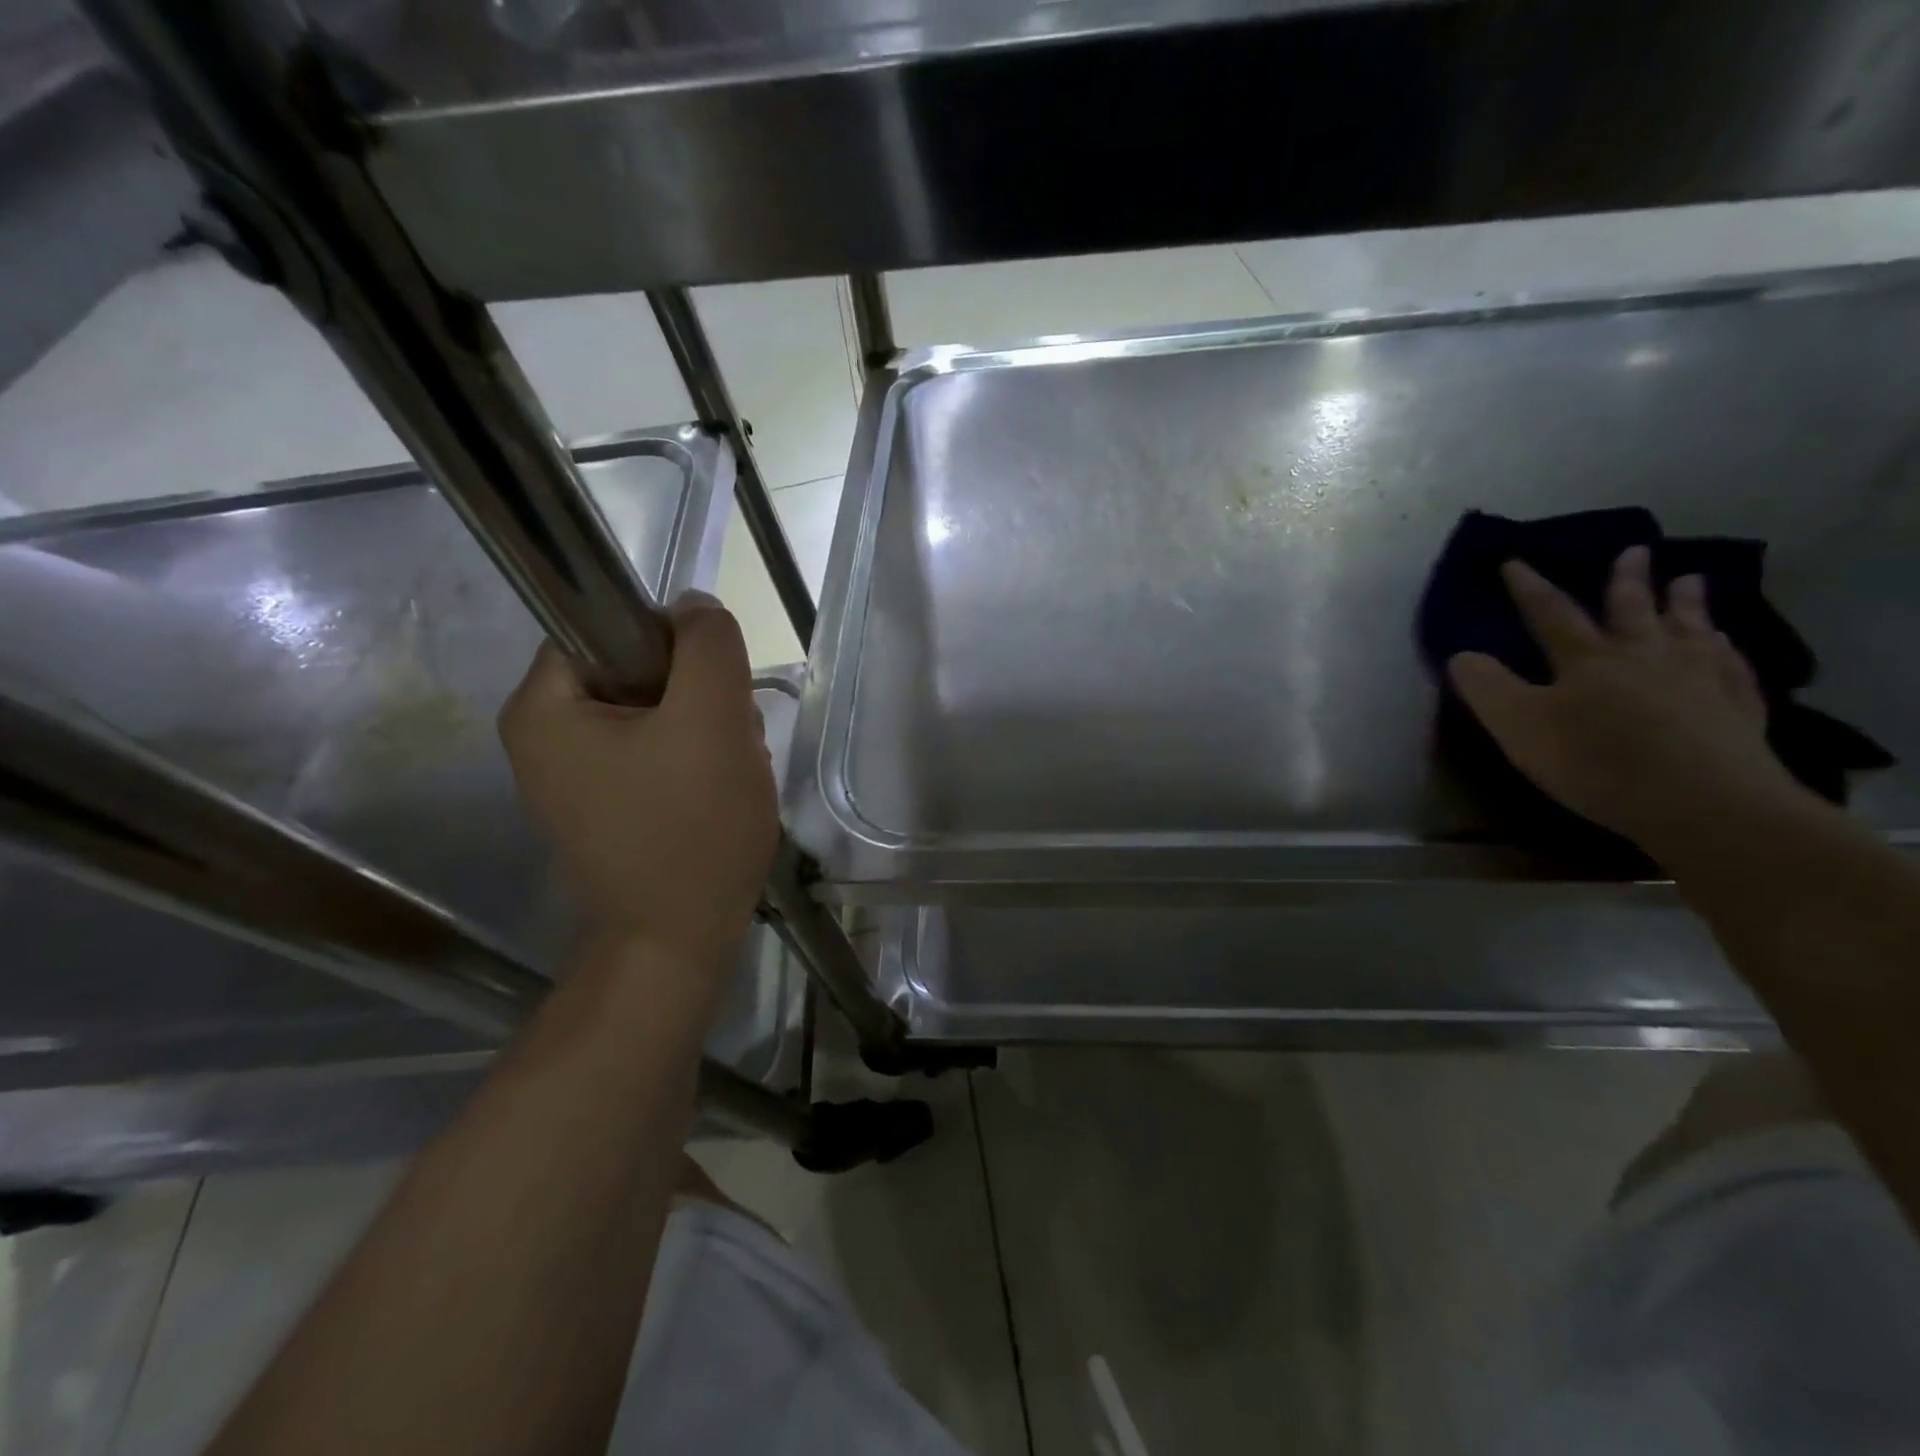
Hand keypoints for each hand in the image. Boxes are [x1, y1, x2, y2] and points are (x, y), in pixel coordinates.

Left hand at [499, 594, 777, 957]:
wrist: (678, 939)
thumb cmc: (689, 828)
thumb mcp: (711, 721)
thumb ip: (708, 646)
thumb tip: (695, 607)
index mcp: (543, 707)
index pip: (610, 626)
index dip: (674, 645)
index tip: (712, 693)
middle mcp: (545, 736)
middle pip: (638, 671)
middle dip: (699, 697)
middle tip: (729, 740)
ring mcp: (577, 775)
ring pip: (658, 712)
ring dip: (707, 730)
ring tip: (731, 773)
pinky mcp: (610, 803)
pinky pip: (659, 752)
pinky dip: (698, 761)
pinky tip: (720, 792)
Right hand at [1447, 545, 1807, 858]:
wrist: (1703, 802)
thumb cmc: (1596, 762)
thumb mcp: (1518, 726)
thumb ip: (1486, 688)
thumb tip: (1460, 654)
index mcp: (1586, 659)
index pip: (1550, 613)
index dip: (1529, 587)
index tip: (1515, 561)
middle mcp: (1644, 655)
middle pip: (1632, 609)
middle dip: (1627, 579)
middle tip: (1635, 550)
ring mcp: (1698, 678)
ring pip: (1689, 628)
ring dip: (1685, 602)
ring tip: (1690, 580)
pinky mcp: (1737, 708)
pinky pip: (1732, 665)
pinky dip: (1726, 648)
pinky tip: (1727, 644)